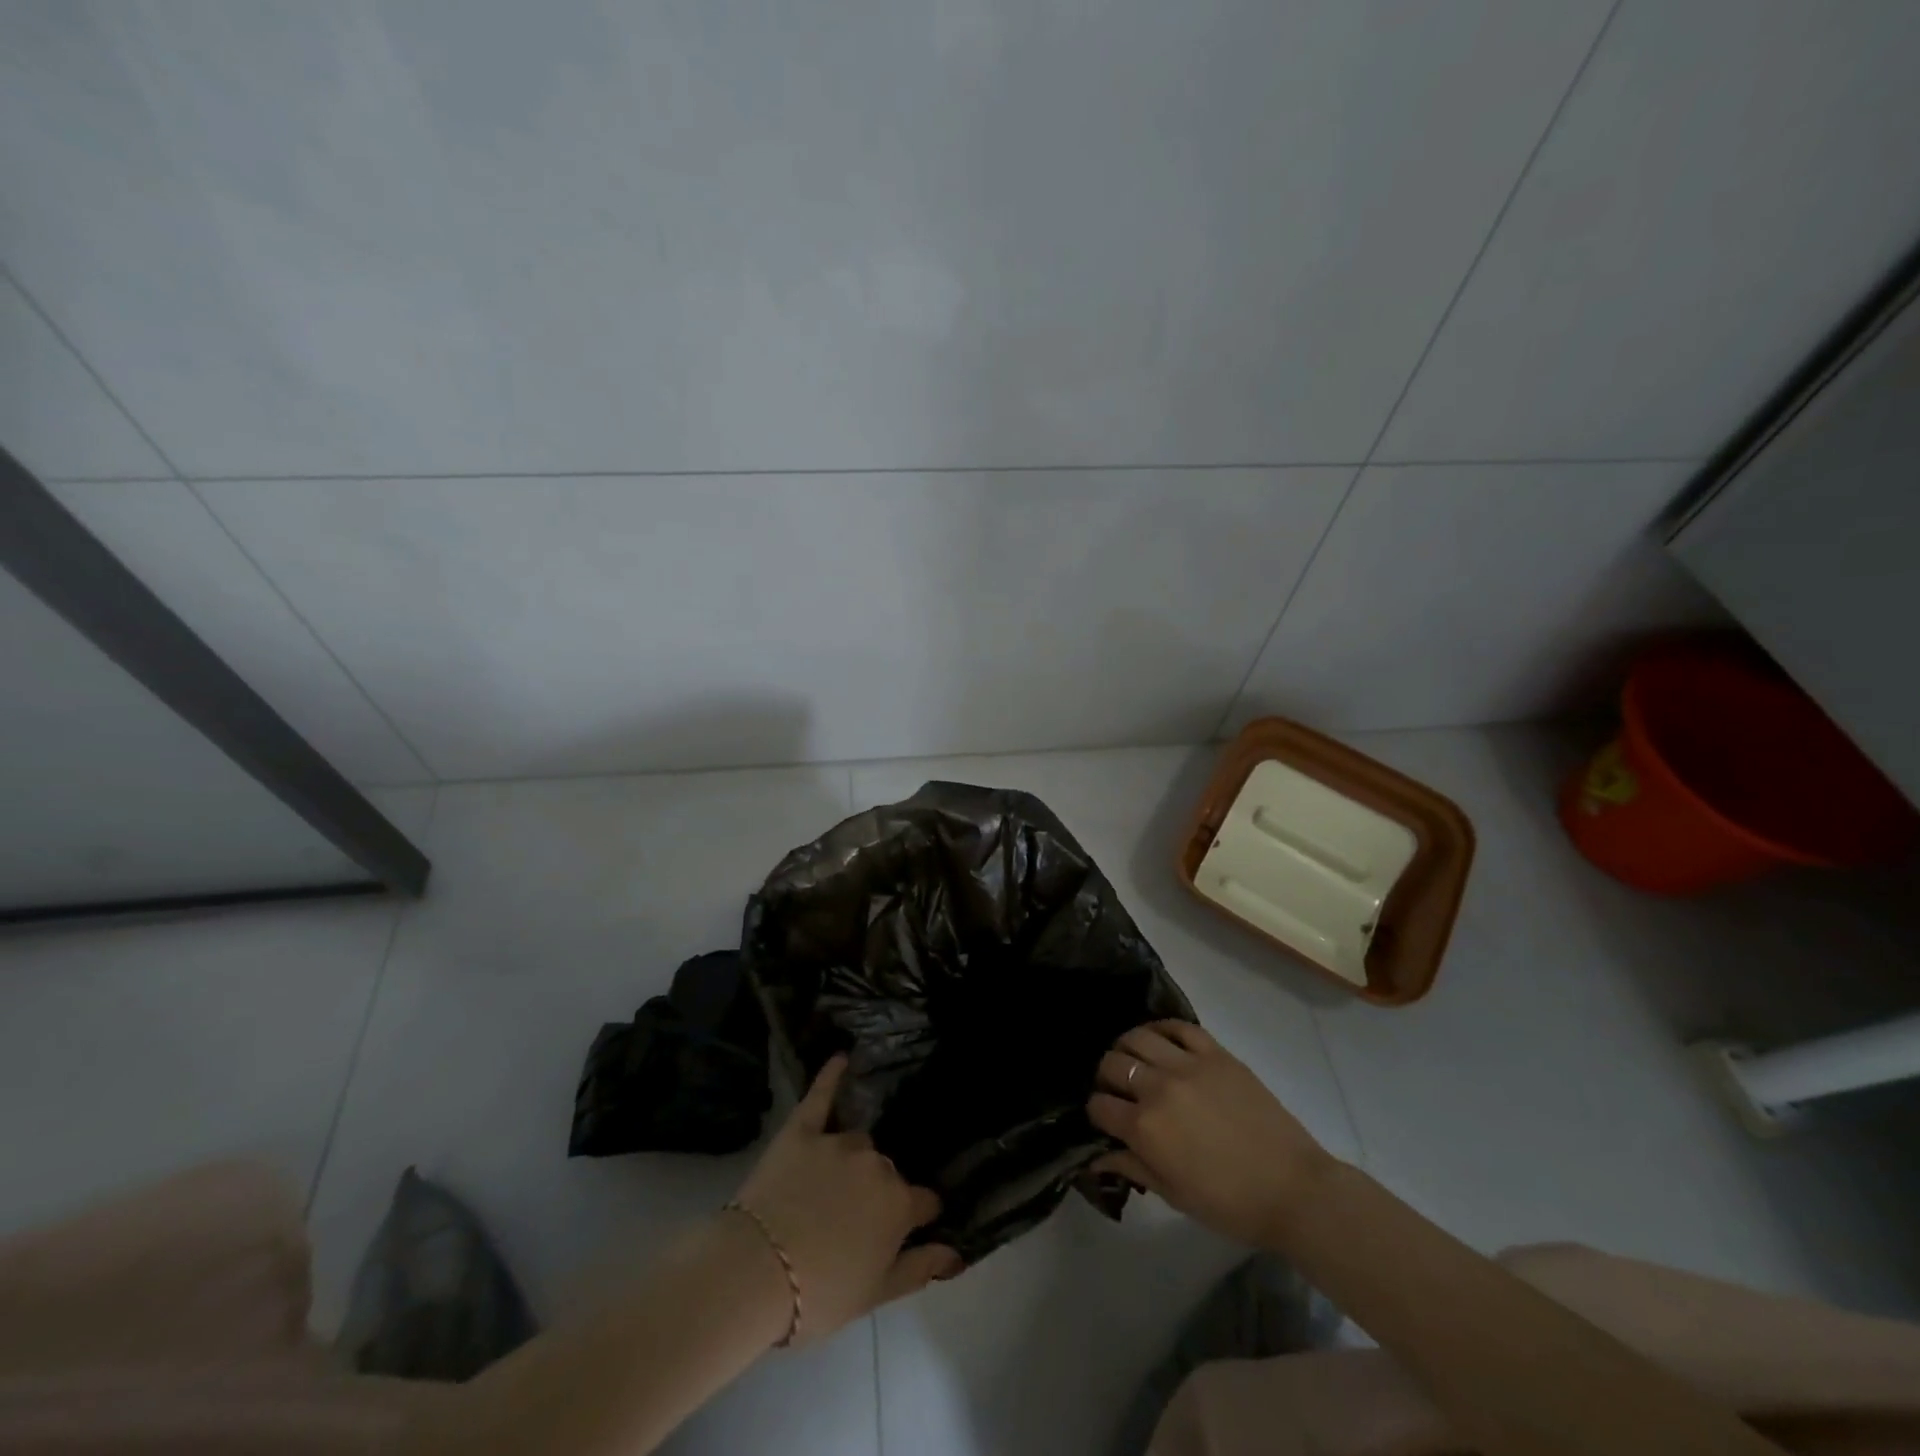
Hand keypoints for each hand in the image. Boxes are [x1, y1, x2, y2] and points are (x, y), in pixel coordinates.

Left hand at [732, 1055, 958, 1344]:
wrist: (755, 1273)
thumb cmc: (819, 1294)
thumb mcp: (876, 1295)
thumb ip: (920, 1268)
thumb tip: (957, 1253)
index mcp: (898, 1204)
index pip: (924, 1202)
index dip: (917, 1216)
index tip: (910, 1228)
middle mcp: (876, 1164)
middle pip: (886, 1172)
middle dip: (877, 1192)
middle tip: (854, 1220)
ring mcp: (838, 1142)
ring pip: (857, 1143)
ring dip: (852, 1160)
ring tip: (830, 1186)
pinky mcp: (802, 1130)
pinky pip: (821, 1096)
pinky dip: (831, 1077)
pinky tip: (841, 1058)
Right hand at [1088, 1021, 1336, 1248]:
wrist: (1293, 1189)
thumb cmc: (1231, 1203)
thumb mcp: (1174, 1195)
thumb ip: (1132, 1167)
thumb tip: (1096, 1157)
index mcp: (1145, 1128)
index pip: (1099, 1105)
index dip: (1096, 1112)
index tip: (1104, 1119)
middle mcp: (1159, 1088)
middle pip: (1112, 1063)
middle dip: (1106, 1077)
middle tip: (1118, 1090)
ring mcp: (1188, 1065)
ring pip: (1138, 1036)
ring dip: (1127, 1048)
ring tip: (1136, 1061)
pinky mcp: (1216, 1053)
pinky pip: (1178, 1026)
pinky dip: (1162, 1029)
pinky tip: (1161, 1041)